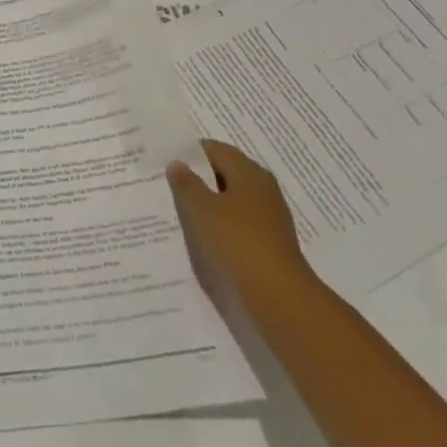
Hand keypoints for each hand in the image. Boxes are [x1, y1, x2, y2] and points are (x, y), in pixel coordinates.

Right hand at [167, 139, 308, 294]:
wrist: (279, 297)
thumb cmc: (238, 241)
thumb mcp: (202, 209)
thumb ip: (187, 184)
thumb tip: (178, 163)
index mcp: (249, 172)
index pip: (215, 150)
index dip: (190, 153)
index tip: (166, 161)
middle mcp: (263, 189)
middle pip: (225, 173)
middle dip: (199, 178)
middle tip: (169, 184)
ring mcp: (269, 217)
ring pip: (232, 200)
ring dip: (209, 203)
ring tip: (181, 210)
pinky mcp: (269, 242)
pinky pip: (239, 223)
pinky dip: (221, 224)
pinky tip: (204, 235)